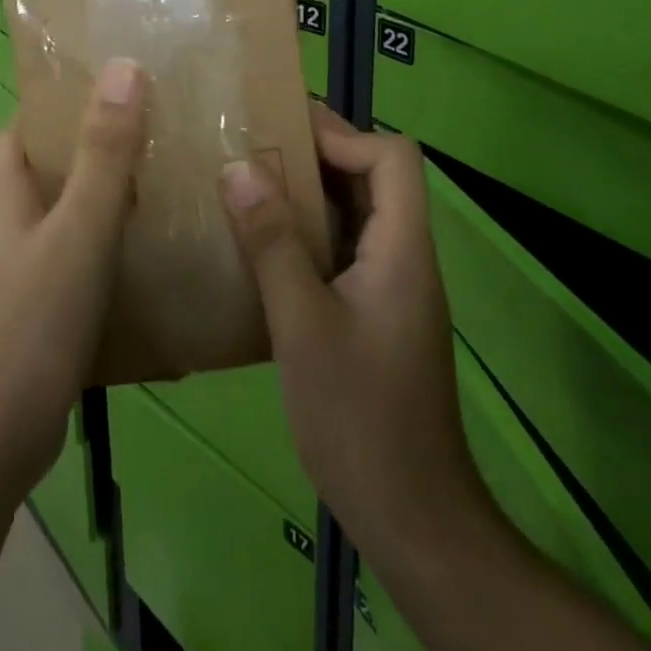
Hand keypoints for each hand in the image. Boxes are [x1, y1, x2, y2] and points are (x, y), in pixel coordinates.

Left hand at [0, 57, 146, 498]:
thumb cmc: (30, 322)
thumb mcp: (79, 229)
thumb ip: (104, 153)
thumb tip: (123, 67)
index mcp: (4, 192)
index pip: (27, 125)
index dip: (65, 101)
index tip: (119, 87)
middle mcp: (6, 225)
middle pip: (51, 170)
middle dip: (99, 150)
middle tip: (161, 134)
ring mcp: (17, 273)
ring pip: (67, 219)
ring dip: (109, 203)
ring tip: (169, 188)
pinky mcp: (34, 315)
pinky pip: (75, 265)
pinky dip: (108, 254)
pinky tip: (152, 261)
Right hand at [221, 106, 487, 564]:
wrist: (411, 517)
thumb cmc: (359, 416)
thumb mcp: (302, 324)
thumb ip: (272, 242)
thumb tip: (239, 168)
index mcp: (402, 249)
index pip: (394, 158)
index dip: (343, 135)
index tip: (283, 133)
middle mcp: (404, 259)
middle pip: (374, 180)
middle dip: (316, 156)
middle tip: (251, 146)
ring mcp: (391, 289)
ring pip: (355, 217)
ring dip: (306, 197)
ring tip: (245, 186)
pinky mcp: (374, 316)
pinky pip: (342, 253)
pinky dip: (305, 237)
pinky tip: (258, 249)